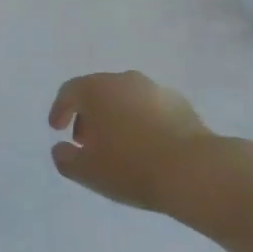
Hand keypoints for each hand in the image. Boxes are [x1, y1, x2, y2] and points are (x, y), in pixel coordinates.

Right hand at [48, 71, 226, 217]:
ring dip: (115, 118)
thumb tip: (61, 149)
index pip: (69, 92)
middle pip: (98, 92)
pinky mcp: (181, 104)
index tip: (56, 129)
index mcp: (97, 89)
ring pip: (125, 99)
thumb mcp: (87, 171)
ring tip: (117, 147)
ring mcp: (156, 90)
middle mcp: (124, 80)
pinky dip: (141, 122)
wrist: (196, 171)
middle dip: (88, 115)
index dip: (59, 110)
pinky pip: (150, 109)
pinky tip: (146, 147)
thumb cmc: (131, 167)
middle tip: (86, 141)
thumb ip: (65, 158)